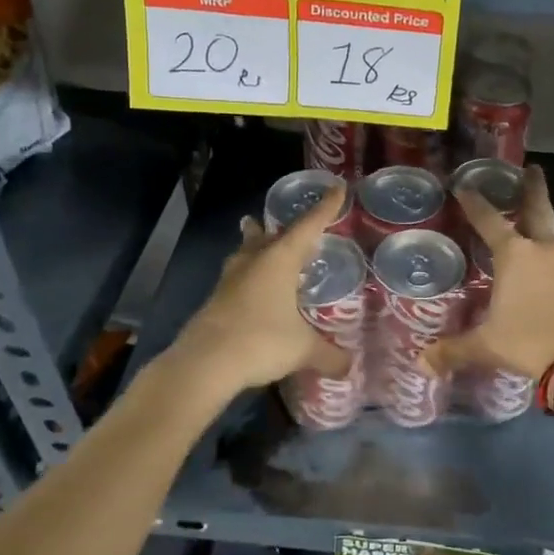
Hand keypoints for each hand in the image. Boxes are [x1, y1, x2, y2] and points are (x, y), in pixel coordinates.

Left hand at [173, 184, 351, 393]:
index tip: (337, 188)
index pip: (309, 226)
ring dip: (254, 243)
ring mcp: (230, 279)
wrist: (204, 363)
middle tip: (290, 222)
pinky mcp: (216, 299)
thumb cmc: (261, 341)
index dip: (325, 207)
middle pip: (270, 234)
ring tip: (255, 236)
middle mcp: (254, 261)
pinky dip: (248, 274)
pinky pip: (237, 277)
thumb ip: (329, 355)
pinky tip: (251, 288)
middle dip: (282, 227)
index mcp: (279, 260)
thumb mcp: (303, 349)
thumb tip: (349, 366)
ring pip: (246, 251)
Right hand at [422, 166, 553, 380]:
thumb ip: (453, 350)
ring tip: (542, 231)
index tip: (464, 185)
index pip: (488, 220)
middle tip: (532, 169)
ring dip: (549, 227)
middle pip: (537, 209)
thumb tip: (421, 365)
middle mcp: (545, 248)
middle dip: (533, 188)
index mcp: (515, 255)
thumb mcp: (487, 346)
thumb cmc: (530, 343)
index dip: (474, 202)